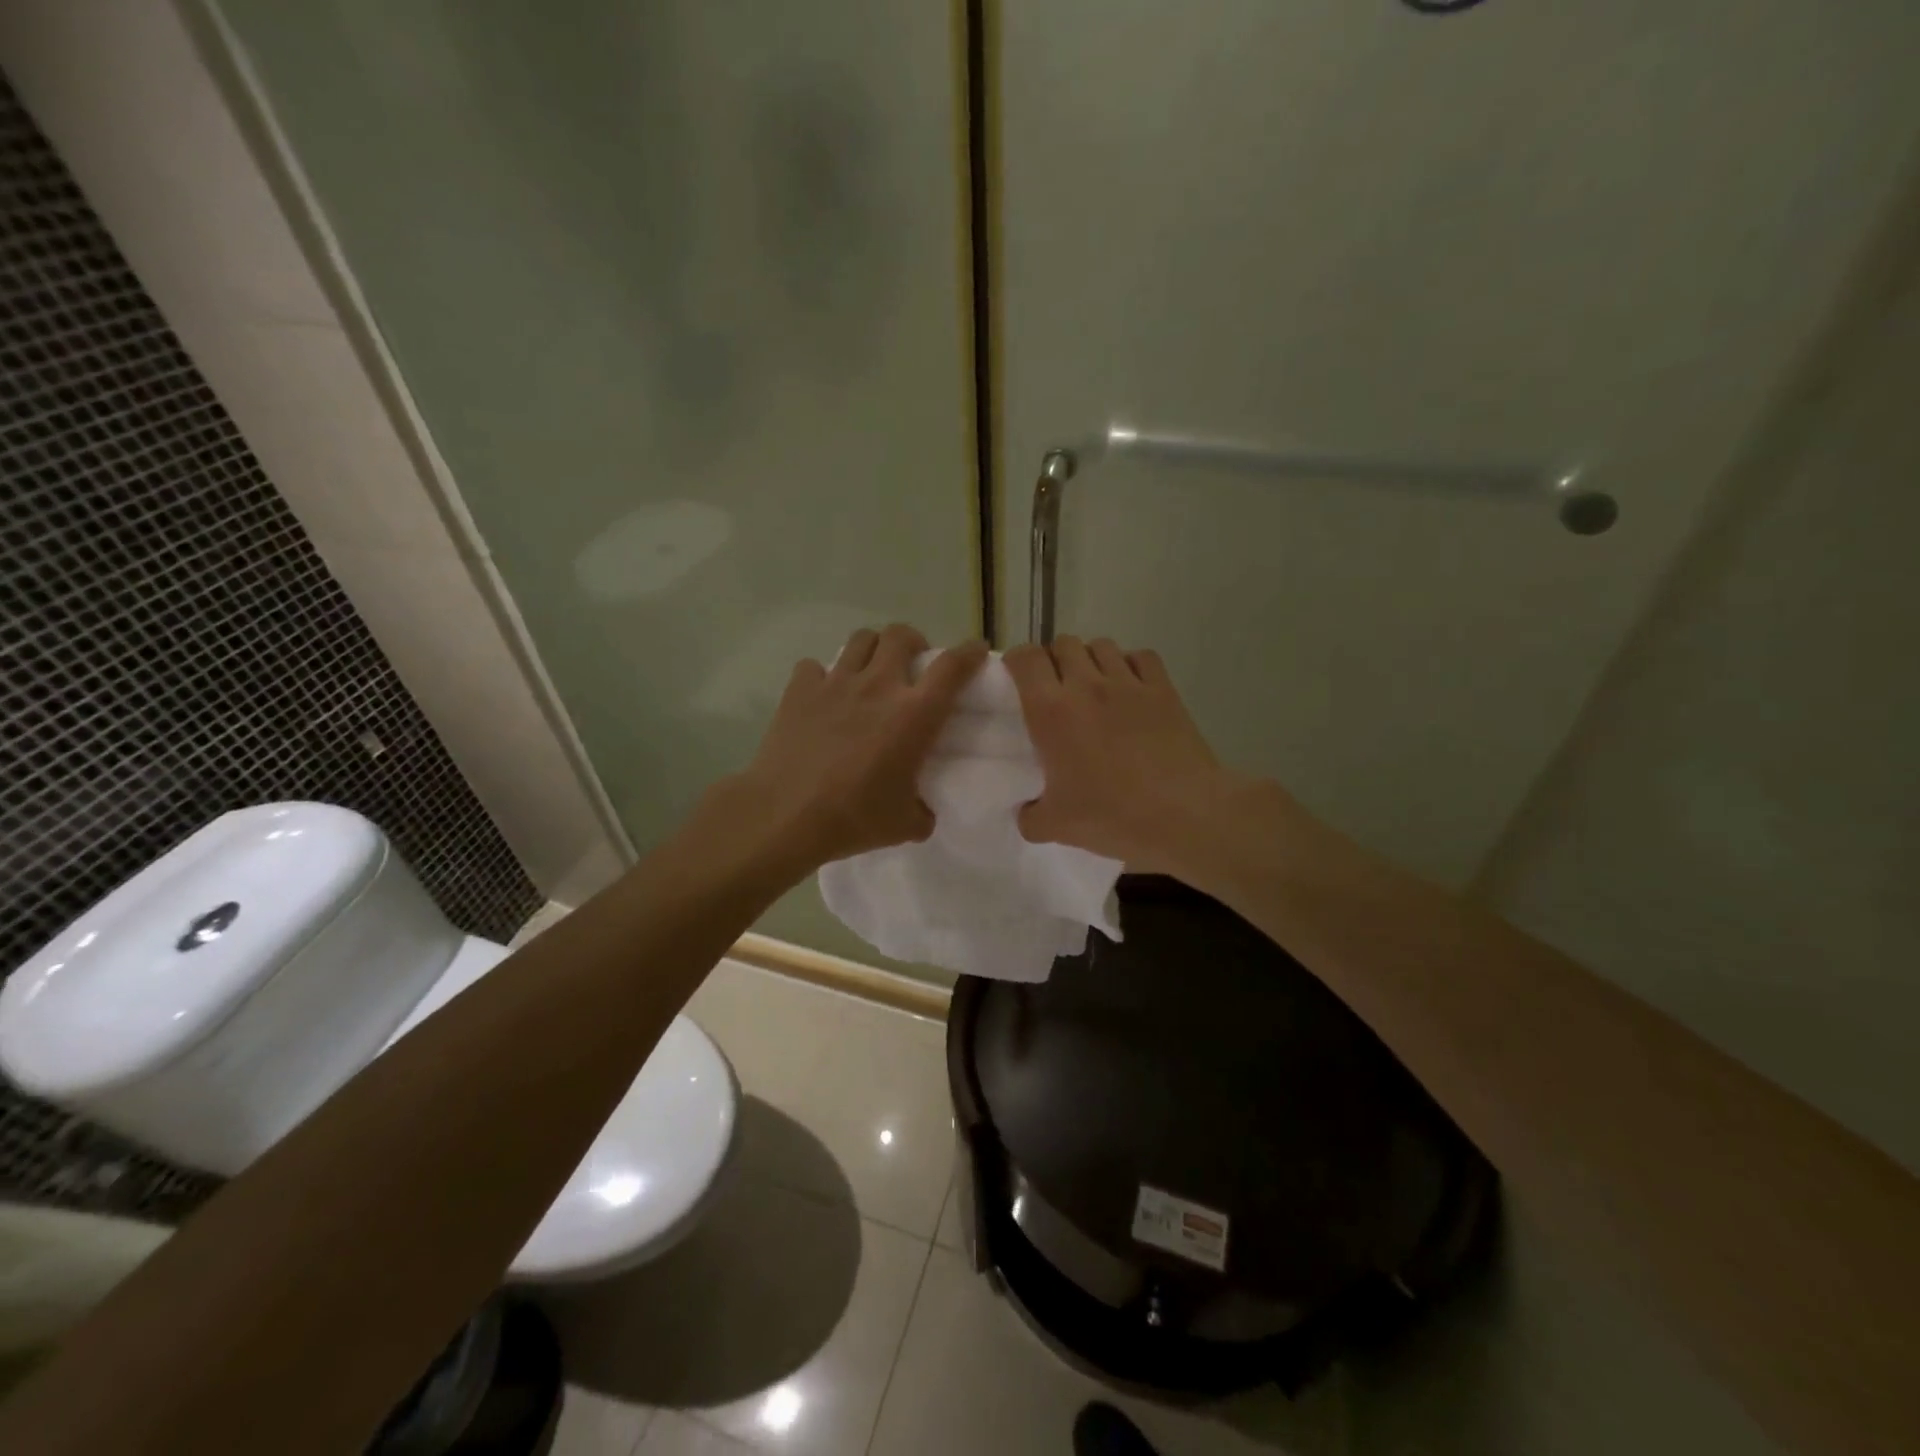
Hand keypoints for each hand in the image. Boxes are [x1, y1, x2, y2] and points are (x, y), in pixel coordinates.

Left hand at [708, 625, 987, 878]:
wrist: (784, 816)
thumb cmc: (853, 818)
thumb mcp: (905, 825)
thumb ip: (923, 811)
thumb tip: (922, 810)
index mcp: (914, 714)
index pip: (952, 667)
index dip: (970, 652)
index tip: (976, 651)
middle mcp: (878, 686)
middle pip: (901, 635)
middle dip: (913, 642)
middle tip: (912, 665)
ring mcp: (835, 683)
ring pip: (861, 639)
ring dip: (873, 650)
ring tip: (871, 671)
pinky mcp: (799, 690)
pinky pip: (815, 666)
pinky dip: (823, 676)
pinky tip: (823, 697)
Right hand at [1005, 636, 1251, 874]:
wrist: (1184, 814)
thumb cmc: (1113, 816)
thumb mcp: (1056, 827)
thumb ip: (1029, 817)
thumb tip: (1026, 812)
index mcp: (1051, 711)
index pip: (1025, 659)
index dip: (1016, 661)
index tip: (1016, 678)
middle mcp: (1086, 685)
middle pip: (1063, 644)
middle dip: (1054, 659)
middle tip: (1055, 687)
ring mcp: (1129, 683)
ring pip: (1101, 645)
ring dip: (1090, 659)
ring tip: (1092, 685)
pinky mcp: (1163, 689)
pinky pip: (1140, 656)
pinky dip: (1130, 664)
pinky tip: (1130, 687)